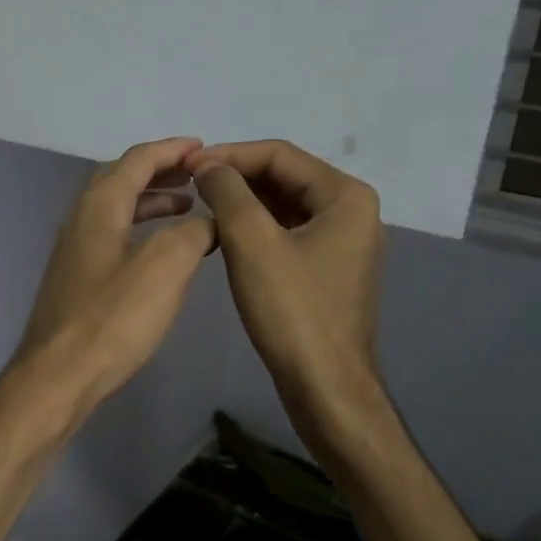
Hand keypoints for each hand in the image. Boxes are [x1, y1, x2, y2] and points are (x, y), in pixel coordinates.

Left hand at [10, 137, 215, 417]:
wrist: (59, 376)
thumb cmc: (112, 318)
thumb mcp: (165, 266)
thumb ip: (192, 232)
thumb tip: (208, 220)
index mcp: (99, 206)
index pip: (137, 160)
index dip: (172, 150)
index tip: (203, 147)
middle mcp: (81, 220)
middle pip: (121, 179)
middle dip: (160, 171)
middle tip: (198, 175)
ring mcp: (75, 251)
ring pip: (116, 210)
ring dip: (151, 202)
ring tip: (188, 208)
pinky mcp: (77, 280)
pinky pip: (113, 237)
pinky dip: (141, 230)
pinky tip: (160, 252)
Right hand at [189, 140, 384, 428]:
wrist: (324, 386)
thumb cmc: (292, 310)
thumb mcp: (252, 243)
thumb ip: (228, 193)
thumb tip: (207, 165)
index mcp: (346, 196)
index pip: (280, 155)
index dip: (230, 154)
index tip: (187, 165)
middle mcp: (352, 211)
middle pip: (285, 177)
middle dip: (237, 177)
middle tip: (190, 185)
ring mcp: (344, 243)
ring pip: (285, 206)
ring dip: (244, 203)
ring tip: (202, 206)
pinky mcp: (329, 270)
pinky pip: (289, 233)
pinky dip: (257, 228)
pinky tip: (225, 236)